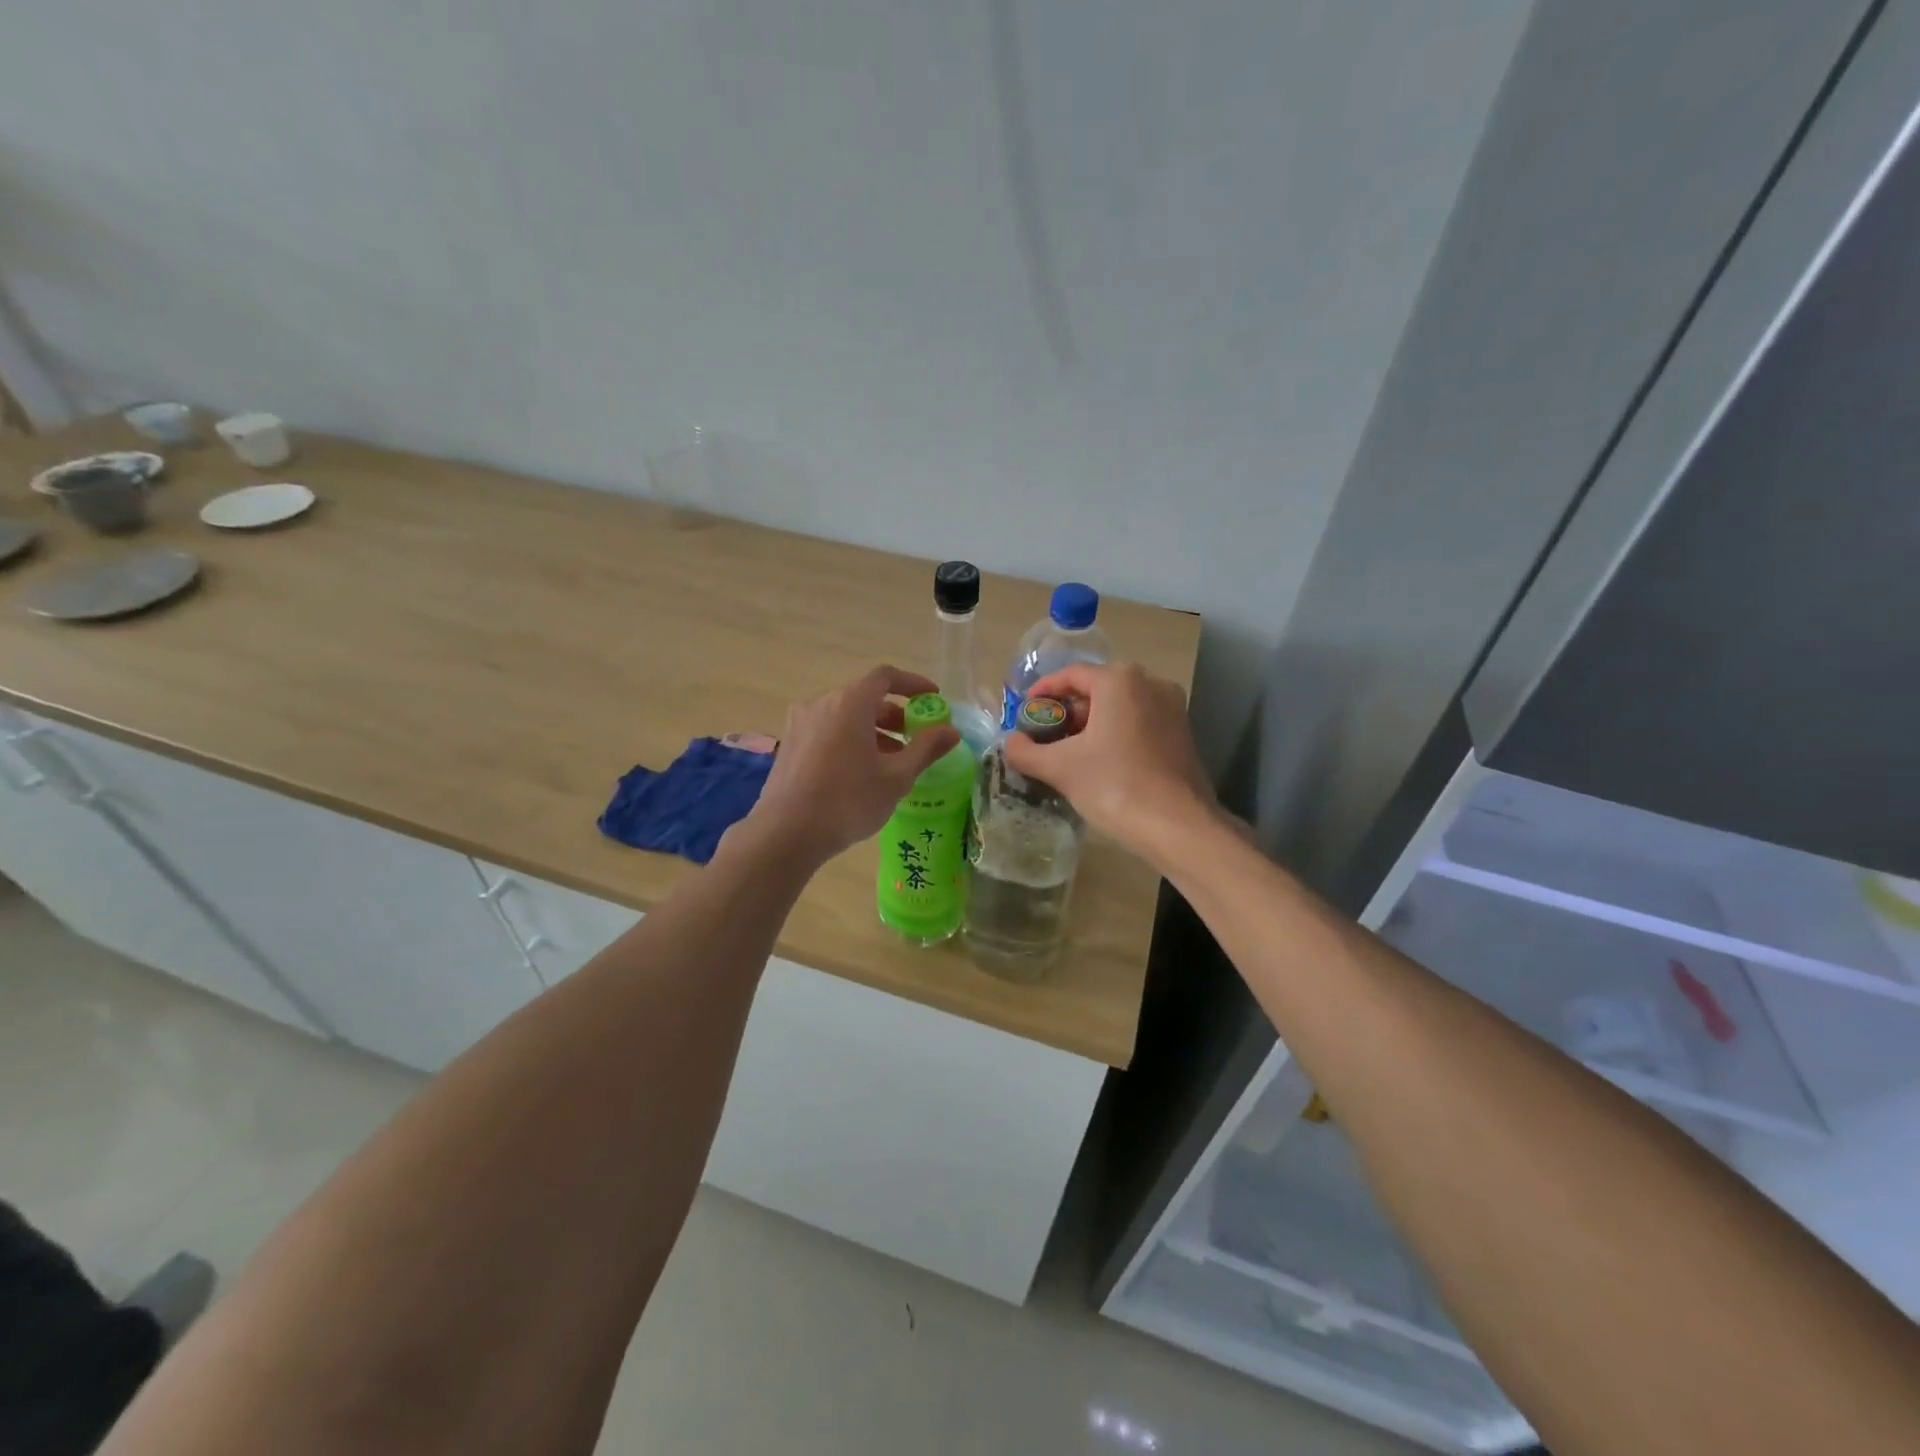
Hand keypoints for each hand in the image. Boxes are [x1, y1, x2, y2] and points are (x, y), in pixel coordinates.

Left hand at [745, 665, 961, 865]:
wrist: (786, 833)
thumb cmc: (848, 801)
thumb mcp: (896, 777)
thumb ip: (925, 749)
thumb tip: (951, 731)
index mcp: (850, 703)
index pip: (885, 676)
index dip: (912, 684)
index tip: (932, 699)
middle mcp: (821, 703)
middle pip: (864, 696)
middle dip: (894, 713)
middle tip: (915, 737)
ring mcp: (800, 724)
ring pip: (844, 715)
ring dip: (872, 730)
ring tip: (892, 760)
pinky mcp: (789, 745)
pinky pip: (827, 730)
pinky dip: (850, 739)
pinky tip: (860, 771)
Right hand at [1003, 662, 1216, 855]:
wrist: (1178, 826)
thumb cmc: (1115, 785)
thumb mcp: (1060, 767)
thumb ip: (1026, 751)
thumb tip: (1010, 743)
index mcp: (1119, 680)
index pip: (1070, 675)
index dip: (1042, 693)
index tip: (1024, 713)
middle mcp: (1150, 683)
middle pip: (1096, 690)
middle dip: (1066, 712)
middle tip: (1043, 737)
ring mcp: (1172, 708)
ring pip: (1119, 708)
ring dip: (1090, 726)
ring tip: (1066, 754)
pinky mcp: (1182, 734)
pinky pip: (1138, 724)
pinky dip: (1114, 735)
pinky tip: (1099, 764)